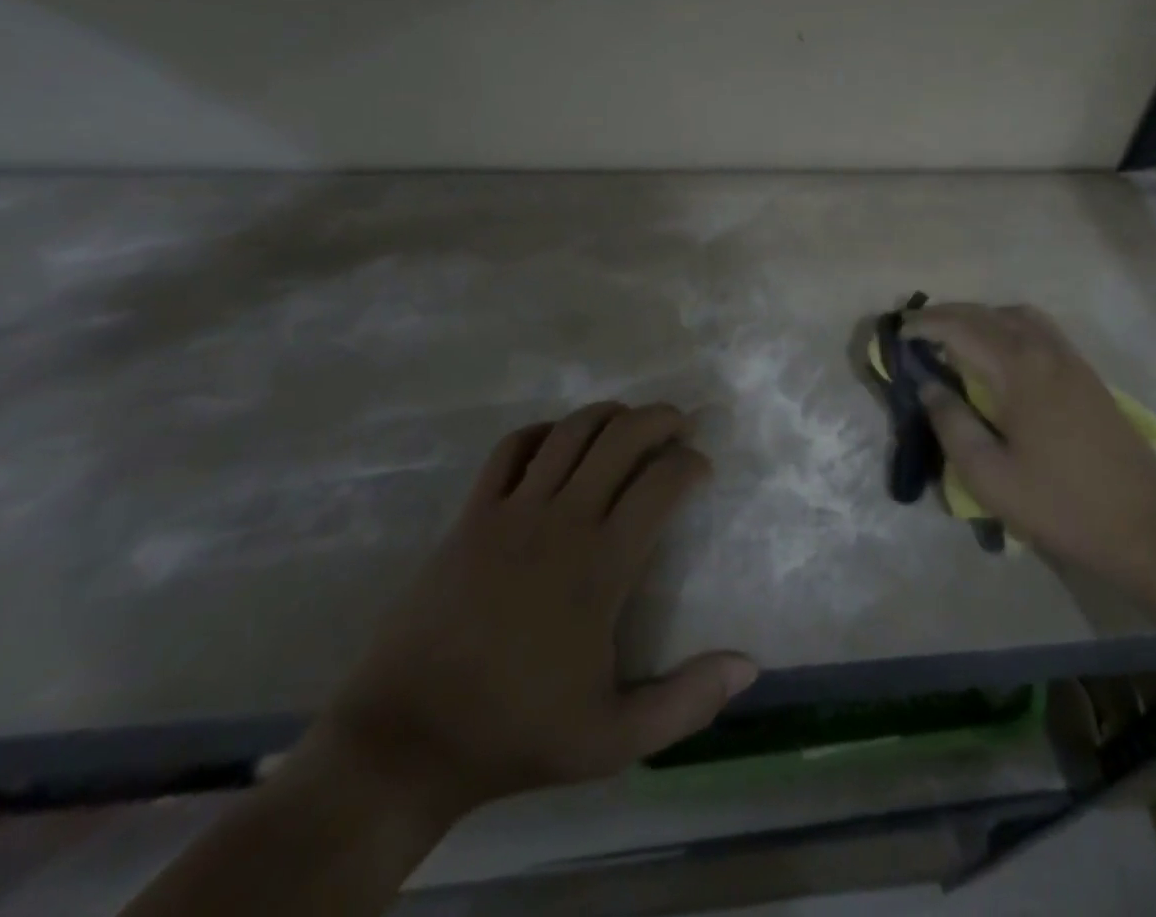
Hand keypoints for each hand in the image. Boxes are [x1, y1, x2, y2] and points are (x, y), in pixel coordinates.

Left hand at [306, 402, 757, 828]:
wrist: (405, 741)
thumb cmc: (515, 734)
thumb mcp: (613, 739)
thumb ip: (687, 702)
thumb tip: (750, 667)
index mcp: (601, 564)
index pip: (661, 482)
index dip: (691, 464)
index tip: (701, 469)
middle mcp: (562, 521)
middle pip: (621, 437)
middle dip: (659, 419)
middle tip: (679, 425)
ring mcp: (511, 512)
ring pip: (570, 432)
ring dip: (608, 414)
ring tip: (628, 421)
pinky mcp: (471, 516)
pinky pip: (511, 449)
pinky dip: (542, 432)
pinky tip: (557, 442)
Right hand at [903, 303, 1155, 583]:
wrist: (1145, 526)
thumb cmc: (1060, 505)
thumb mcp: (989, 476)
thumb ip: (952, 424)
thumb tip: (930, 385)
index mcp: (1019, 370)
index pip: (962, 329)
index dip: (926, 325)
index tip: (899, 332)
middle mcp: (1045, 351)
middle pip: (988, 314)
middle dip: (948, 314)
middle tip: (917, 328)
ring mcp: (1071, 360)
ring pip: (1017, 315)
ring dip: (981, 316)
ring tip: (956, 337)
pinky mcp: (1086, 374)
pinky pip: (1039, 329)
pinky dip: (1008, 325)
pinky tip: (1000, 353)